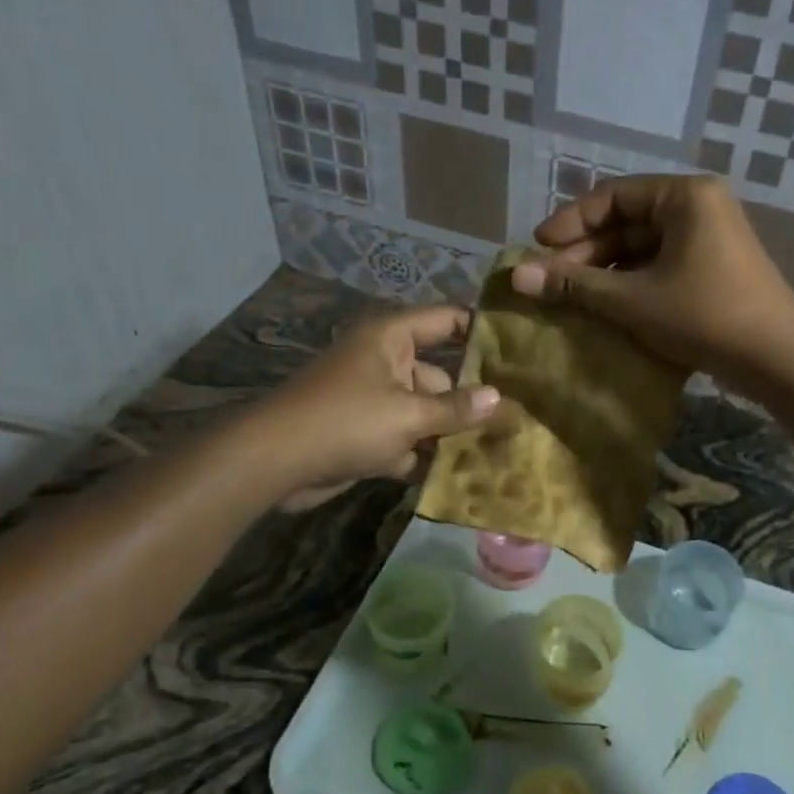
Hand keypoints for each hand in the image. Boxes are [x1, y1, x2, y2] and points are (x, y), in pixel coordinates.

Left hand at [249, 306, 499, 509]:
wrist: (274, 463)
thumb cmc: (345, 422)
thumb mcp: (408, 415)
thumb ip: (456, 408)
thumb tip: (498, 398)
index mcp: (392, 338)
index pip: (446, 320)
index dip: (480, 329)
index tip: (519, 347)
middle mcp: (384, 362)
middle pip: (439, 376)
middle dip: (469, 401)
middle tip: (515, 420)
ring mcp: (374, 399)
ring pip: (424, 411)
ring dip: (447, 433)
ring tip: (495, 450)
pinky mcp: (365, 433)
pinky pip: (404, 437)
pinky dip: (421, 453)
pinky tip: (457, 473)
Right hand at [510, 176, 793, 387]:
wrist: (776, 359)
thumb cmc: (702, 315)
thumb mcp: (631, 299)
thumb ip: (574, 285)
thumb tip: (515, 275)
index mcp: (684, 196)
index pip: (612, 197)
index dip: (570, 221)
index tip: (537, 248)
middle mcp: (699, 208)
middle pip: (627, 222)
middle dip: (586, 252)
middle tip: (550, 280)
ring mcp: (709, 240)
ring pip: (643, 249)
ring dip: (606, 272)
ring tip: (571, 298)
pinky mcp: (713, 270)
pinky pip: (661, 267)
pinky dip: (631, 284)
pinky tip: (605, 308)